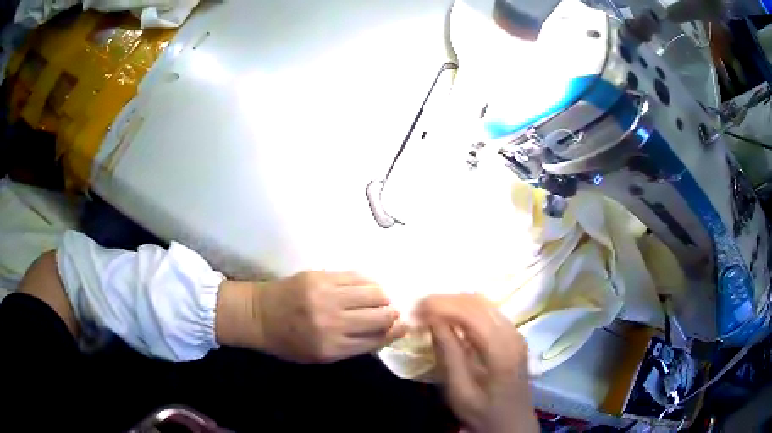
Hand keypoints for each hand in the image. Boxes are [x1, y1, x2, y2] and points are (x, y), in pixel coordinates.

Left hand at [254, 271, 406, 362]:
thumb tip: (387, 331)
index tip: (401, 326)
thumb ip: (353, 346)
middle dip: (391, 314)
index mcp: (331, 348)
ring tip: (377, 299)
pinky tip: (365, 286)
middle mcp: (331, 322)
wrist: (258, 315)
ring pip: (373, 292)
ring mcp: (325, 296)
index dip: (394, 332)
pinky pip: (356, 276)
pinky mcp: (319, 276)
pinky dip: (367, 282)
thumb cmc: (289, 342)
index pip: (377, 339)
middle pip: (380, 315)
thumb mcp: (320, 356)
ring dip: (382, 297)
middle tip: (389, 312)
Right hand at [418, 294, 537, 432]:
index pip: (470, 312)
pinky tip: (451, 320)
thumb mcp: (459, 390)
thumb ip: (448, 353)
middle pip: (477, 302)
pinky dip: (466, 309)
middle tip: (419, 310)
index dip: (441, 305)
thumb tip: (433, 320)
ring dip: (455, 303)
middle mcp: (511, 333)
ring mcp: (515, 332)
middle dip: (445, 300)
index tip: (415, 310)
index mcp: (500, 349)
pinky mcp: (513, 335)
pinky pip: (488, 311)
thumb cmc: (483, 412)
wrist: (512, 423)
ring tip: (430, 313)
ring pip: (483, 302)